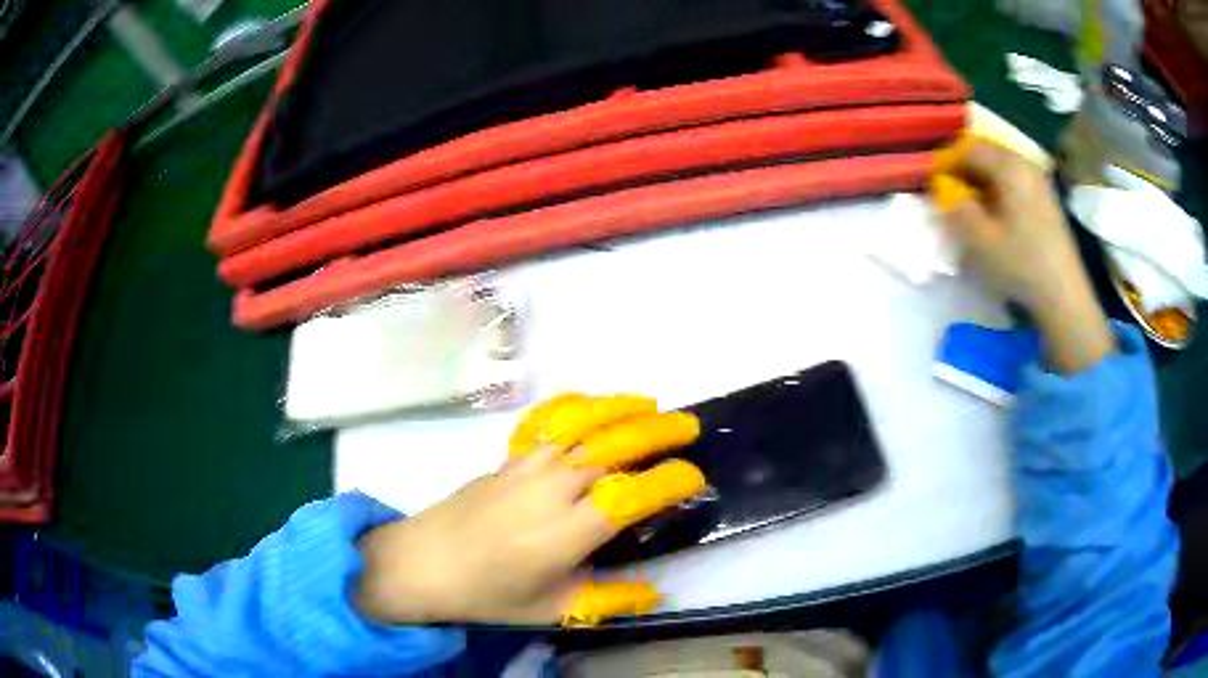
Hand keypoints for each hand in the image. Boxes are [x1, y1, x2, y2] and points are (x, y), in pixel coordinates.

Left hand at [355, 395, 703, 626]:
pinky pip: (549, 422)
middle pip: (614, 447)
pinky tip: (593, 403)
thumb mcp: (553, 609)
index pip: (633, 495)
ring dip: (622, 409)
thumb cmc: (489, 593)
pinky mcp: (509, 457)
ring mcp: (528, 465)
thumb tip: (655, 593)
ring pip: (584, 424)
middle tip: (689, 427)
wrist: (424, 561)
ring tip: (652, 404)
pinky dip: (577, 406)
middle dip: (658, 432)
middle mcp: (553, 488)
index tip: (694, 478)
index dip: (670, 481)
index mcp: (568, 531)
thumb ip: (608, 600)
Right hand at [932, 138, 1114, 372]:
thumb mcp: (979, 240)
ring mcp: (1039, 183)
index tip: (934, 181)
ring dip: (982, 181)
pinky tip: (996, 216)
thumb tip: (946, 193)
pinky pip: (1015, 183)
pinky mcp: (1047, 202)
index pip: (969, 149)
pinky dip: (999, 192)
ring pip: (1002, 169)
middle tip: (951, 193)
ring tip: (972, 206)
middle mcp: (1025, 165)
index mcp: (1008, 166)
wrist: (1064, 296)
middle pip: (988, 154)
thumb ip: (956, 209)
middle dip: (965, 169)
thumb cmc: (1021, 264)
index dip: (947, 162)